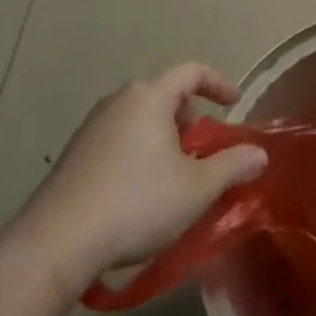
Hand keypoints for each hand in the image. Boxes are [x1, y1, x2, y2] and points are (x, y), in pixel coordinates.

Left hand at [15, 63, 266, 285]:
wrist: (55, 244)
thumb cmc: (136, 204)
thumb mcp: (198, 188)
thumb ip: (233, 165)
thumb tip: (259, 154)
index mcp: (149, 96)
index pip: (192, 70)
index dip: (218, 83)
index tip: (234, 105)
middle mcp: (119, 100)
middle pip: (165, 93)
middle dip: (191, 116)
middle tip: (204, 148)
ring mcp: (92, 126)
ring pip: (141, 117)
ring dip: (165, 136)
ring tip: (176, 173)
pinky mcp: (74, 154)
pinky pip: (120, 137)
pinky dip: (141, 150)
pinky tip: (142, 191)